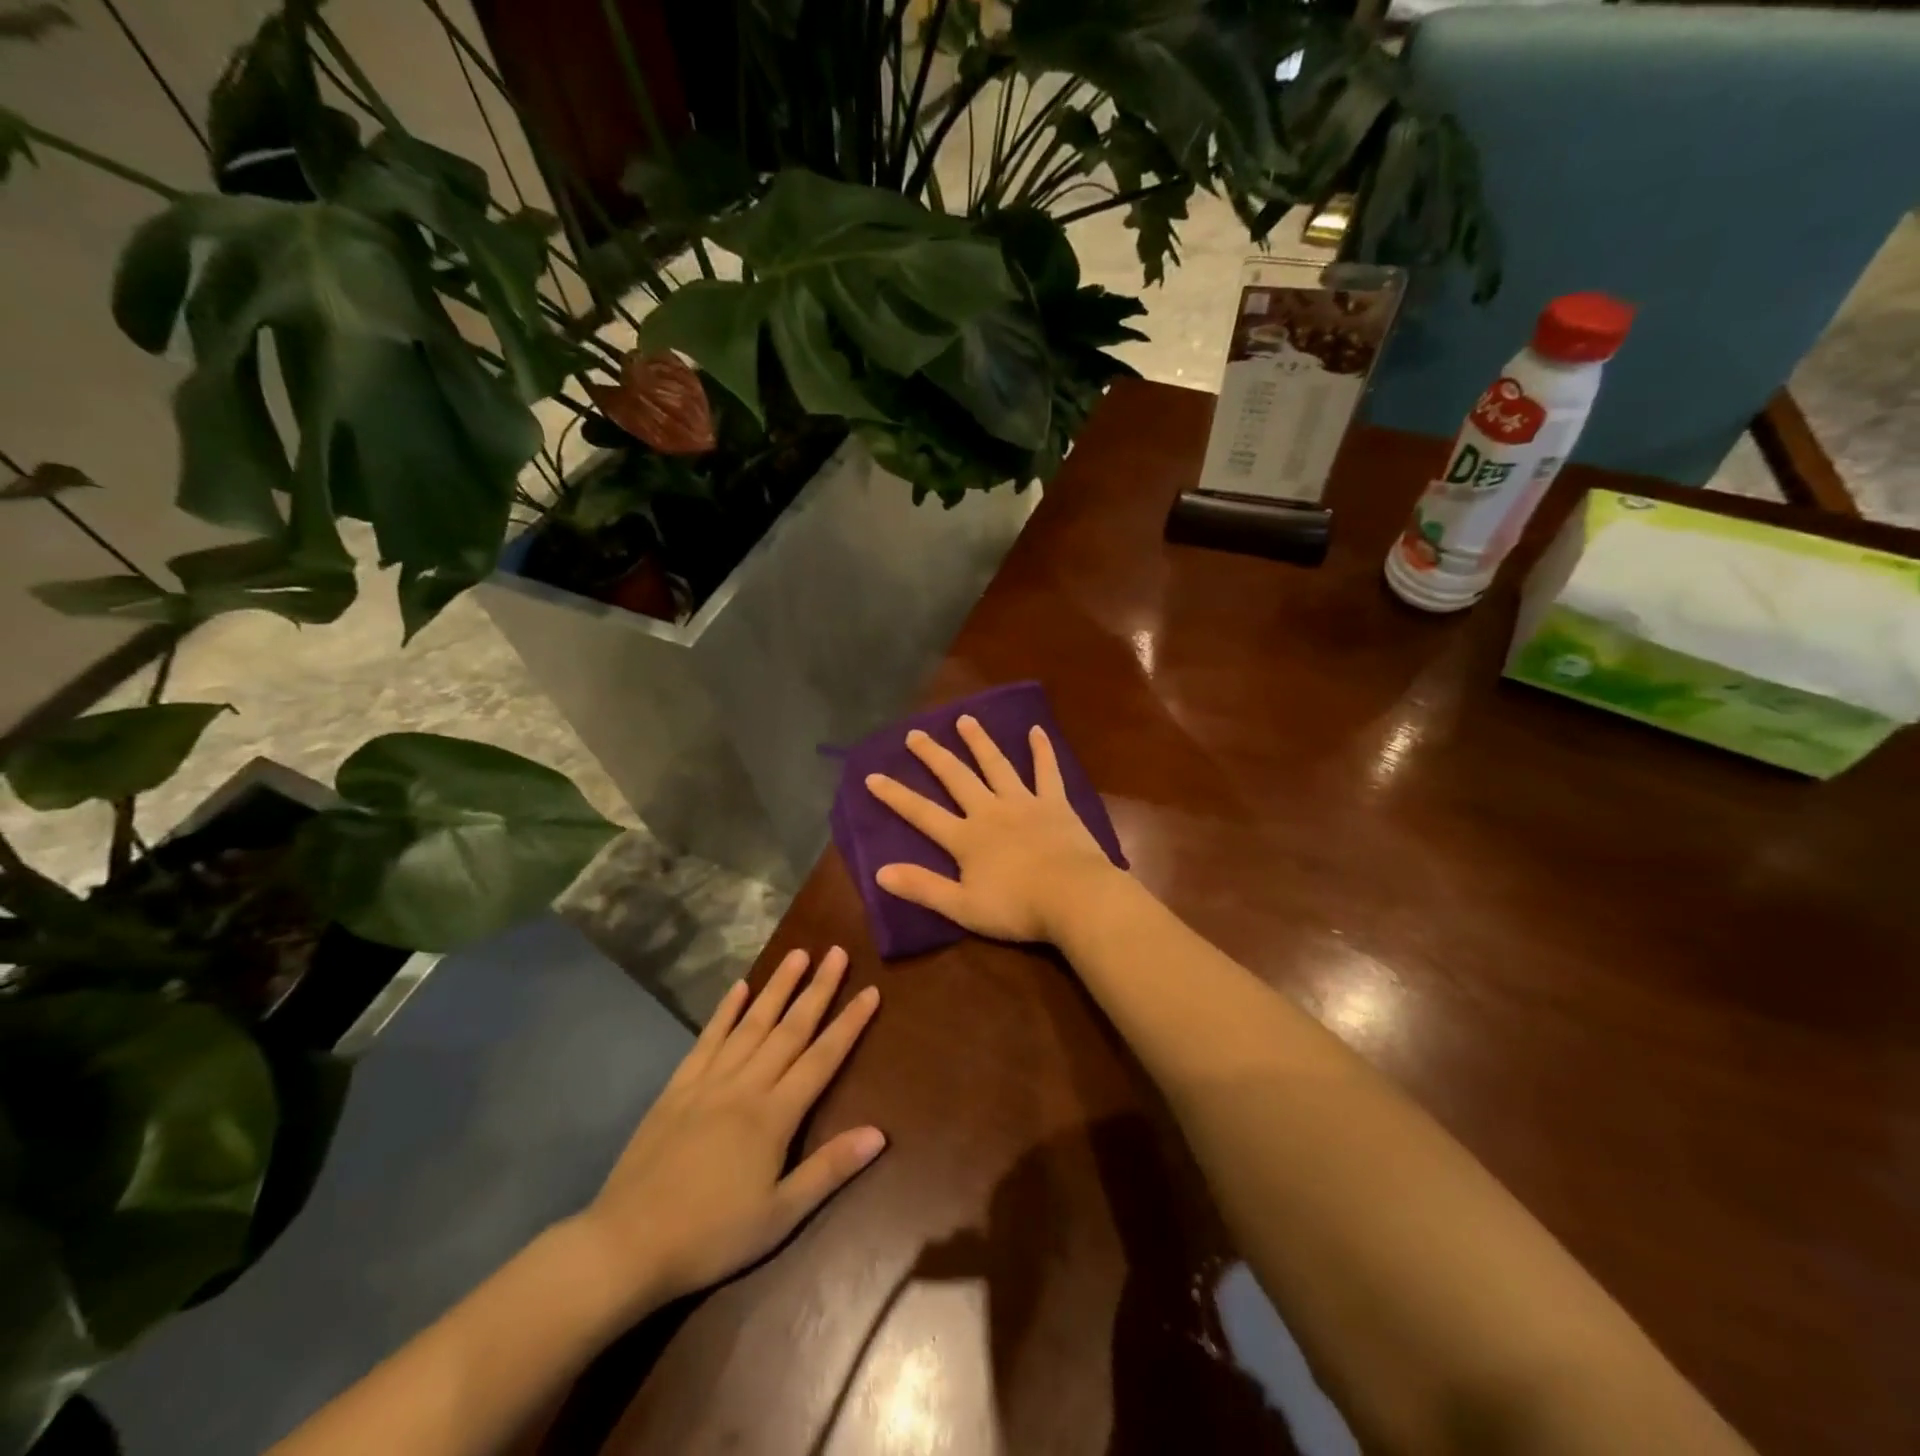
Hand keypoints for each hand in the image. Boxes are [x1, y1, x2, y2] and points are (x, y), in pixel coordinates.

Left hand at [569, 947, 883, 1311]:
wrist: (627, 1245)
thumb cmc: (712, 1236)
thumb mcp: (780, 1216)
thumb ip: (829, 1170)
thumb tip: (879, 1134)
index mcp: (774, 1115)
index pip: (822, 1058)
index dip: (849, 1023)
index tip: (871, 990)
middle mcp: (745, 1085)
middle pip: (790, 1028)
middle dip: (818, 989)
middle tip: (838, 952)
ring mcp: (708, 1081)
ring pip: (752, 1023)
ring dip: (777, 986)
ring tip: (798, 954)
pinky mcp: (678, 1087)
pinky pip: (707, 1039)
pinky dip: (724, 1011)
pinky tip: (739, 987)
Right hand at [865, 715, 1121, 943]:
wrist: (1074, 897)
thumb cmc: (1017, 908)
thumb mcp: (962, 907)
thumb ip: (923, 887)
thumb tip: (880, 872)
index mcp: (966, 838)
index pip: (922, 813)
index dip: (896, 796)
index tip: (873, 776)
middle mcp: (990, 811)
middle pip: (956, 778)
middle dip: (933, 755)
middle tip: (916, 734)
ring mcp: (1024, 803)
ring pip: (996, 765)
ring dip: (979, 742)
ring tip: (965, 719)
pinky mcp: (1055, 804)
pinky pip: (1047, 771)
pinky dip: (1042, 751)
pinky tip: (1037, 730)